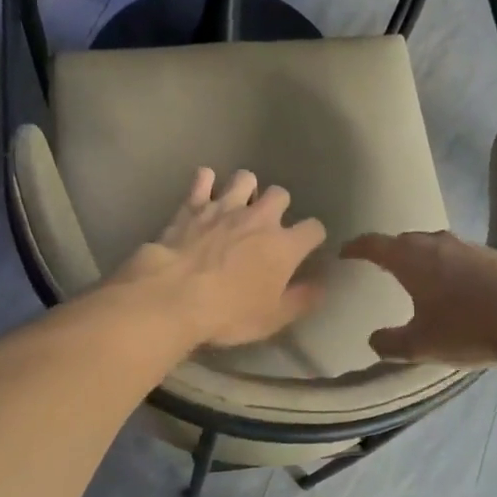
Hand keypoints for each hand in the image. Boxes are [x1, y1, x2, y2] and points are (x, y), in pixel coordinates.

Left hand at [113, 168, 327, 348]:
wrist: (174, 296)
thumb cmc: (228, 313)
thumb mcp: (272, 318)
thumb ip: (302, 300)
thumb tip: (322, 286)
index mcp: (284, 246)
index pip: (314, 228)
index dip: (312, 237)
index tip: (306, 247)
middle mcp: (259, 218)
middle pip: (280, 194)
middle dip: (278, 206)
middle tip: (268, 225)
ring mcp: (224, 207)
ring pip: (245, 178)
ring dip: (246, 188)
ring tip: (240, 204)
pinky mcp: (193, 206)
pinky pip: (203, 179)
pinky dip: (205, 182)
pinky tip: (205, 189)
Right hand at [341, 230, 496, 366]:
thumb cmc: (468, 328)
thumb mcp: (421, 345)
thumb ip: (390, 344)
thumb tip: (374, 340)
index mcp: (411, 259)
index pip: (374, 244)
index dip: (356, 247)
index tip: (345, 252)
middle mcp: (436, 243)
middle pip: (404, 241)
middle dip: (390, 252)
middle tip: (380, 267)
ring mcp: (468, 246)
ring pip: (434, 246)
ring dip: (422, 258)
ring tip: (418, 277)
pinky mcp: (494, 255)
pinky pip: (459, 256)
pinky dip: (448, 267)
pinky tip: (457, 288)